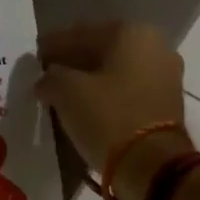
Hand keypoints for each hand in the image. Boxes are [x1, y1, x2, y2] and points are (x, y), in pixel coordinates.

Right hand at [36, 21, 189, 199]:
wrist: (151, 166)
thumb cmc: (108, 119)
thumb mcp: (67, 93)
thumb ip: (51, 78)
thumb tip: (47, 80)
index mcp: (131, 33)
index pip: (80, 34)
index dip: (52, 46)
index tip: (33, 58)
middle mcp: (155, 47)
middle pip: (101, 51)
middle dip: (73, 63)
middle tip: (47, 77)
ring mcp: (165, 77)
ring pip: (115, 73)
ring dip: (90, 82)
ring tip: (63, 96)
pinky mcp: (166, 105)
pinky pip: (127, 93)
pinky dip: (106, 98)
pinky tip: (86, 109)